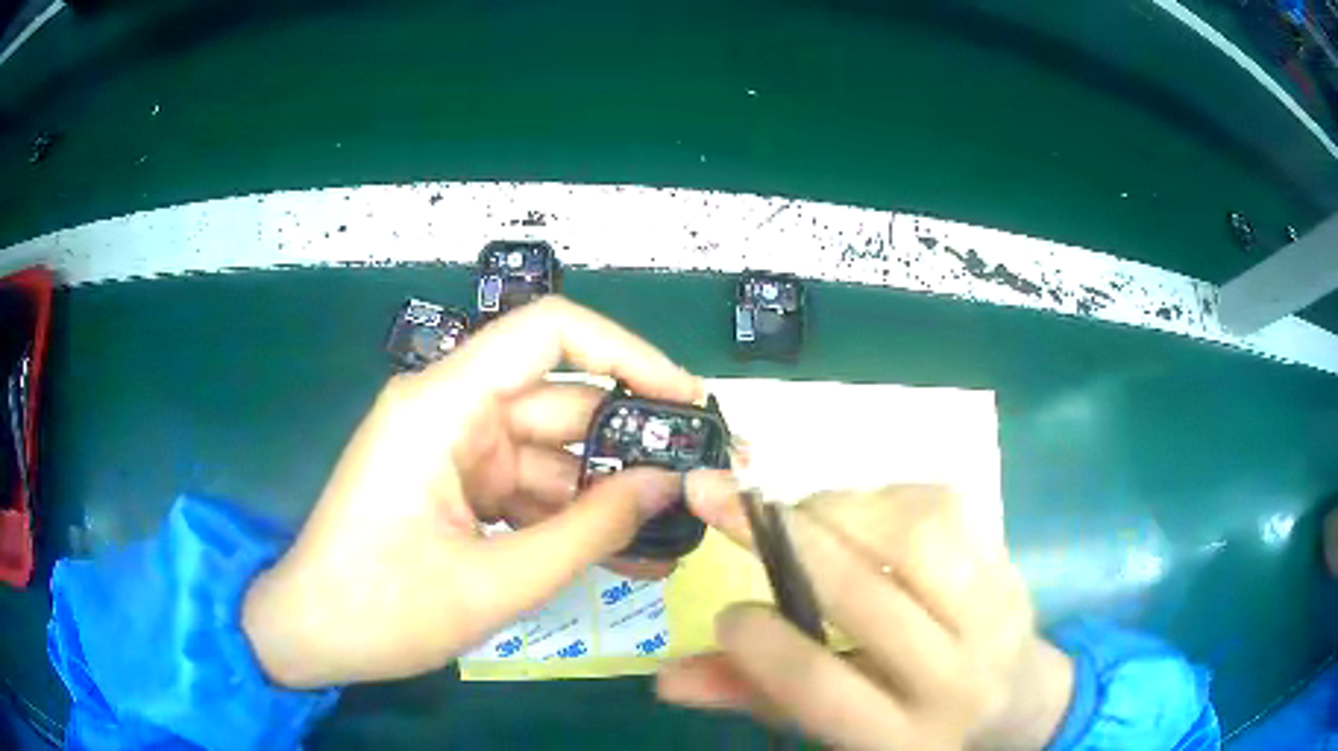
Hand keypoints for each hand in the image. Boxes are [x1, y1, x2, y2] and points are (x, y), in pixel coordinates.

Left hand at [242, 297, 703, 687]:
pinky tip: (619, 554)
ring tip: (667, 539)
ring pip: (548, 455)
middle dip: (627, 449)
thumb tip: (667, 485)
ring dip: (603, 497)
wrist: (311, 634)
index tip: (685, 399)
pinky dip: (567, 517)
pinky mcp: (453, 483)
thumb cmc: (383, 609)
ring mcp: (450, 448)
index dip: (626, 353)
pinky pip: (525, 487)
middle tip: (694, 488)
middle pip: (559, 405)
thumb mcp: (496, 581)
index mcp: (442, 405)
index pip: (548, 332)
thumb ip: (590, 531)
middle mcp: (449, 410)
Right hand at [659, 475, 1073, 750]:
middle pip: (865, 595)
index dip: (758, 640)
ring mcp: (993, 613)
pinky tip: (856, 512)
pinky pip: (943, 505)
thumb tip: (668, 677)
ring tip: (796, 514)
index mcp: (903, 738)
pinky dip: (883, 494)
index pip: (818, 685)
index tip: (726, 611)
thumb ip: (759, 700)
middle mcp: (956, 677)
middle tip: (717, 496)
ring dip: (836, 507)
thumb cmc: (914, 729)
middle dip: (778, 537)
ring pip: (912, 535)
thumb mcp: (837, 734)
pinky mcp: (1006, 563)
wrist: (1019, 704)